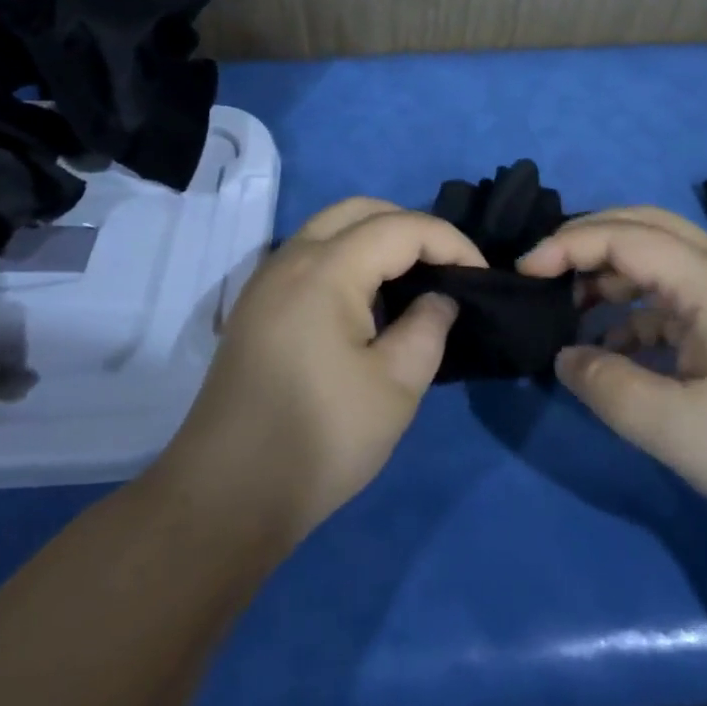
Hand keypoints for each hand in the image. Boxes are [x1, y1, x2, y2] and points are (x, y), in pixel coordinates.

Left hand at [157, 198, 483, 542]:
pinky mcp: (256, 305)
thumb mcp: (395, 388)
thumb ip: (428, 328)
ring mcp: (266, 280)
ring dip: (375, 237)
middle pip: (360, 210)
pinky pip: (310, 254)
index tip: (480, 274)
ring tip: (412, 278)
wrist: (226, 495)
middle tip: (445, 266)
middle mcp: (291, 258)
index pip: (401, 228)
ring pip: (329, 227)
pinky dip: (347, 256)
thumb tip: (439, 299)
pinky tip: (366, 300)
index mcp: (326, 269)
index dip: (449, 242)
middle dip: (410, 226)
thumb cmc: (319, 439)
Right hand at [520, 207, 706, 555]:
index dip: (568, 245)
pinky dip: (634, 310)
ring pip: (659, 260)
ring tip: (569, 307)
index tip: (524, 273)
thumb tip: (564, 356)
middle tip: (543, 270)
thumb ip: (606, 386)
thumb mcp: (676, 428)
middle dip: (588, 240)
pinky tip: (612, 348)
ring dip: (611, 273)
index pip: (626, 236)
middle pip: (646, 227)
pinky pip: (673, 300)